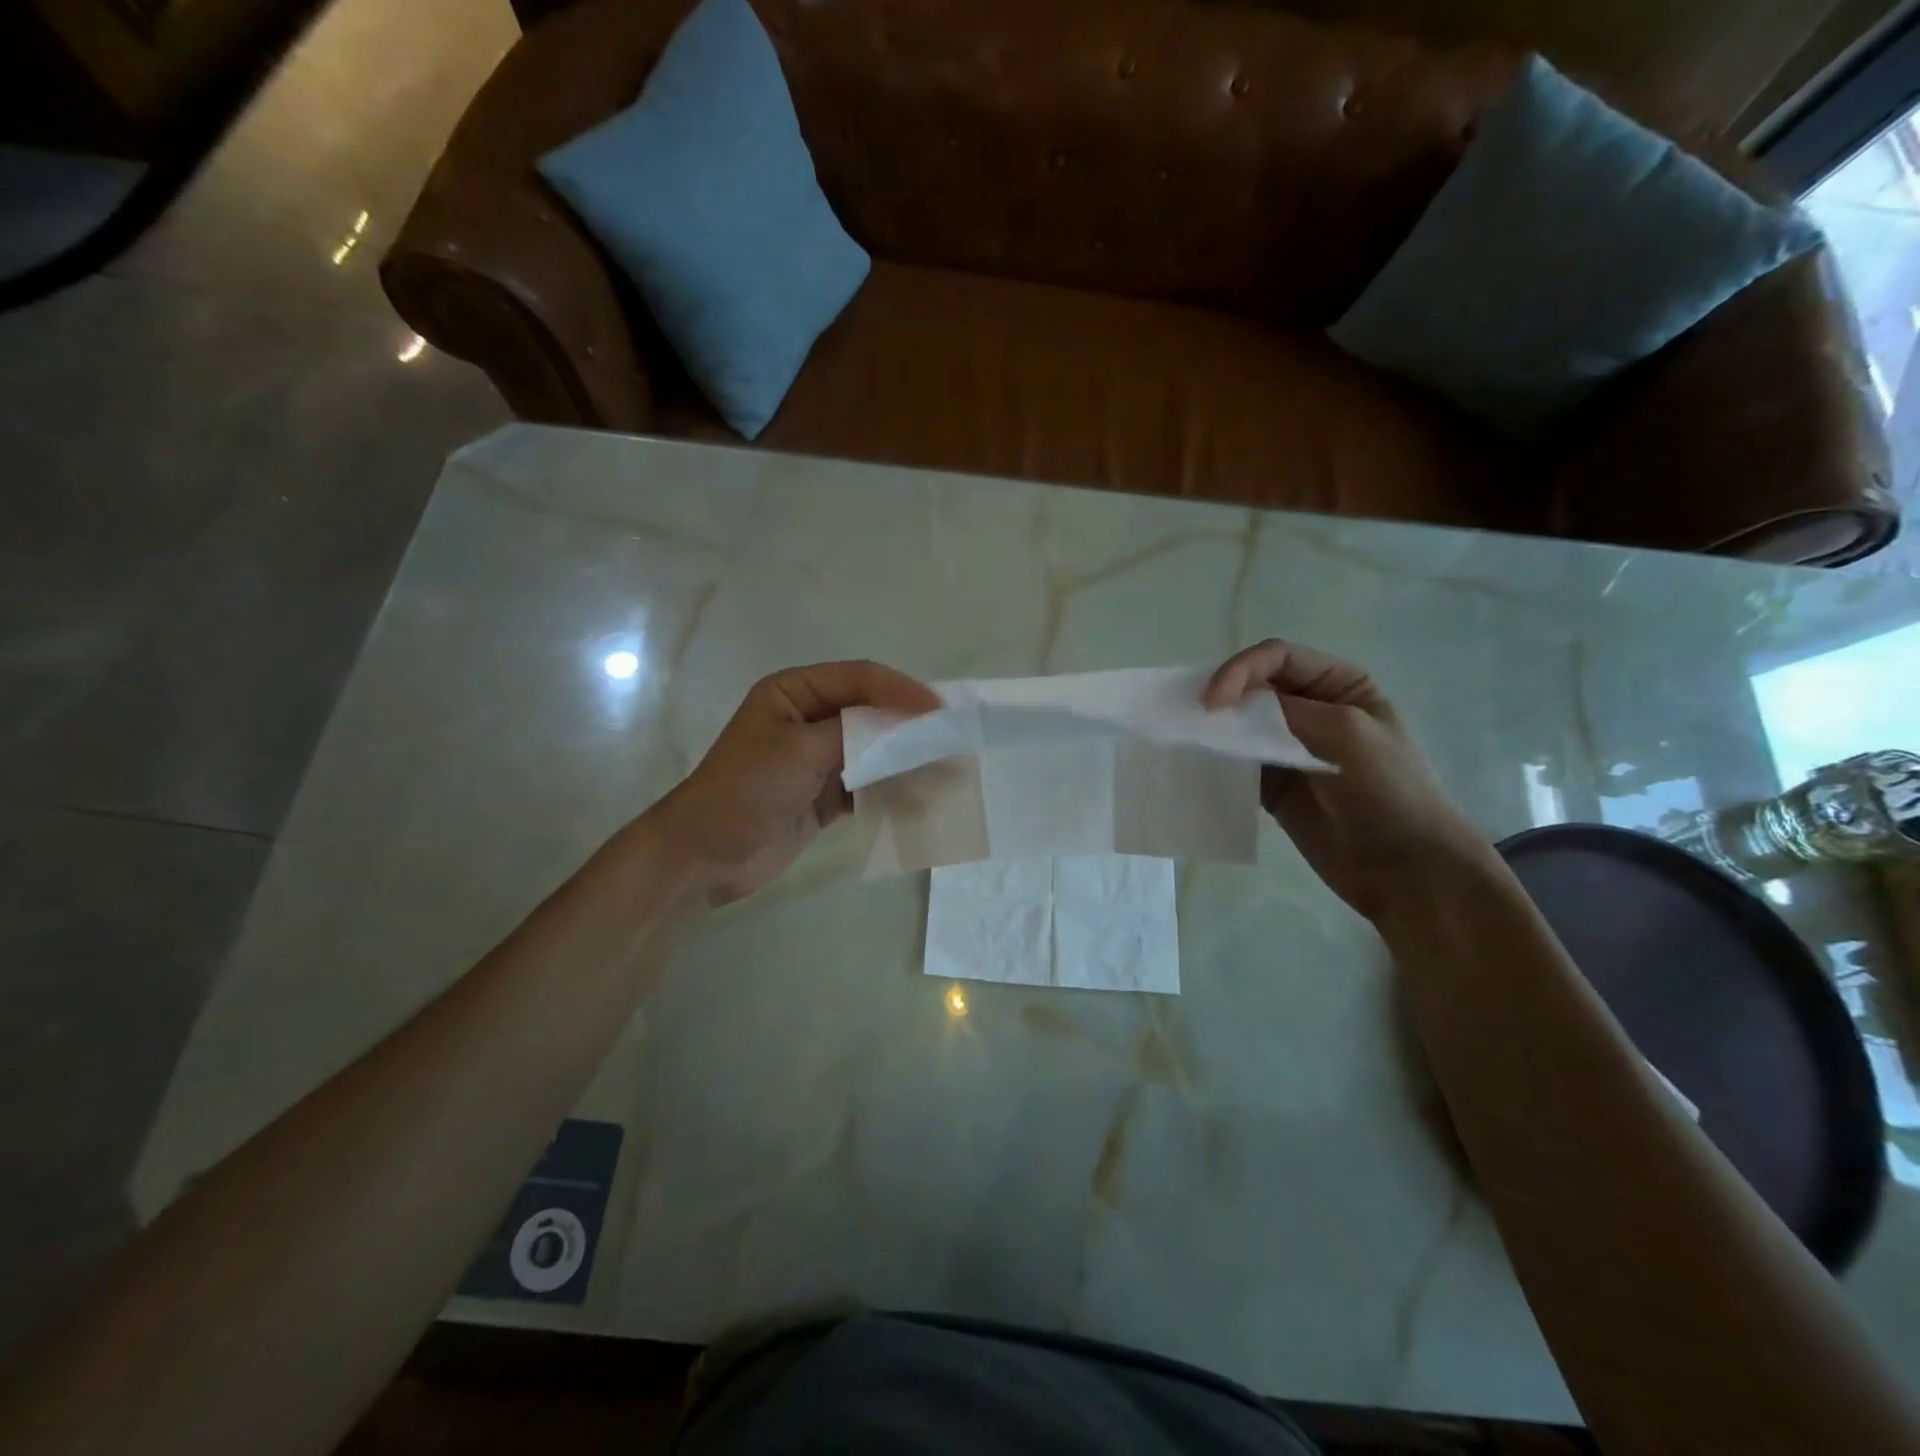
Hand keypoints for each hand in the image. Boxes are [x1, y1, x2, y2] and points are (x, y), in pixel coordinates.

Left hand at [651, 660, 939, 904]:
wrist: (706, 855)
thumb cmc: (746, 790)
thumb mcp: (800, 750)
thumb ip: (856, 732)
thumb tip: (911, 723)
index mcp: (795, 692)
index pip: (860, 679)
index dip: (901, 690)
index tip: (938, 711)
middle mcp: (810, 718)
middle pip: (871, 712)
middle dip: (910, 727)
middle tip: (950, 741)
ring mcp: (819, 758)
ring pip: (874, 750)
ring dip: (906, 760)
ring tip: (944, 772)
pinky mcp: (825, 794)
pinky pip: (868, 784)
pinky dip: (892, 790)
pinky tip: (919, 799)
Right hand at [1203, 639, 1493, 920]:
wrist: (1405, 868)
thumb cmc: (1389, 790)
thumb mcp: (1345, 732)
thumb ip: (1286, 711)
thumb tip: (1229, 706)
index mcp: (1338, 684)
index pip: (1277, 658)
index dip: (1239, 670)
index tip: (1213, 701)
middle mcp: (1310, 709)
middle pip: (1252, 688)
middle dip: (1222, 697)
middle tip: (1192, 719)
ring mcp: (1288, 749)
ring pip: (1239, 726)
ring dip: (1215, 731)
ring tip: (1188, 742)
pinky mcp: (1271, 785)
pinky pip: (1235, 765)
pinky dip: (1217, 763)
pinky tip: (1200, 768)